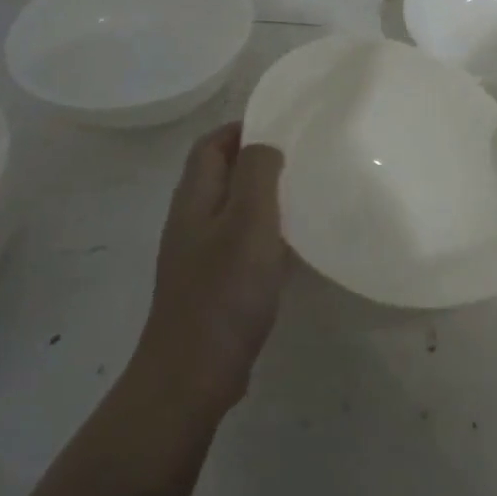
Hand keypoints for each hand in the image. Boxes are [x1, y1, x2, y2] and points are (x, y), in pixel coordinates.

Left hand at [136, 122, 287, 411]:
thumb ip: (257, 174)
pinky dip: (265, 230)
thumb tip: (265, 144)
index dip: (241, 127)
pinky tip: (293, 242)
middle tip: (303, 155)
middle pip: (220, 174)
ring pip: (232, 208)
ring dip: (263, 195)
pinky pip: (240, 241)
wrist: (193, 373)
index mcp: (193, 198)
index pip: (211, 145)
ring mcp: (199, 255)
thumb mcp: (248, 222)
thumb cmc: (224, 291)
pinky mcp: (213, 284)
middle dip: (257, 158)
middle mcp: (191, 220)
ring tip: (305, 191)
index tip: (284, 122)